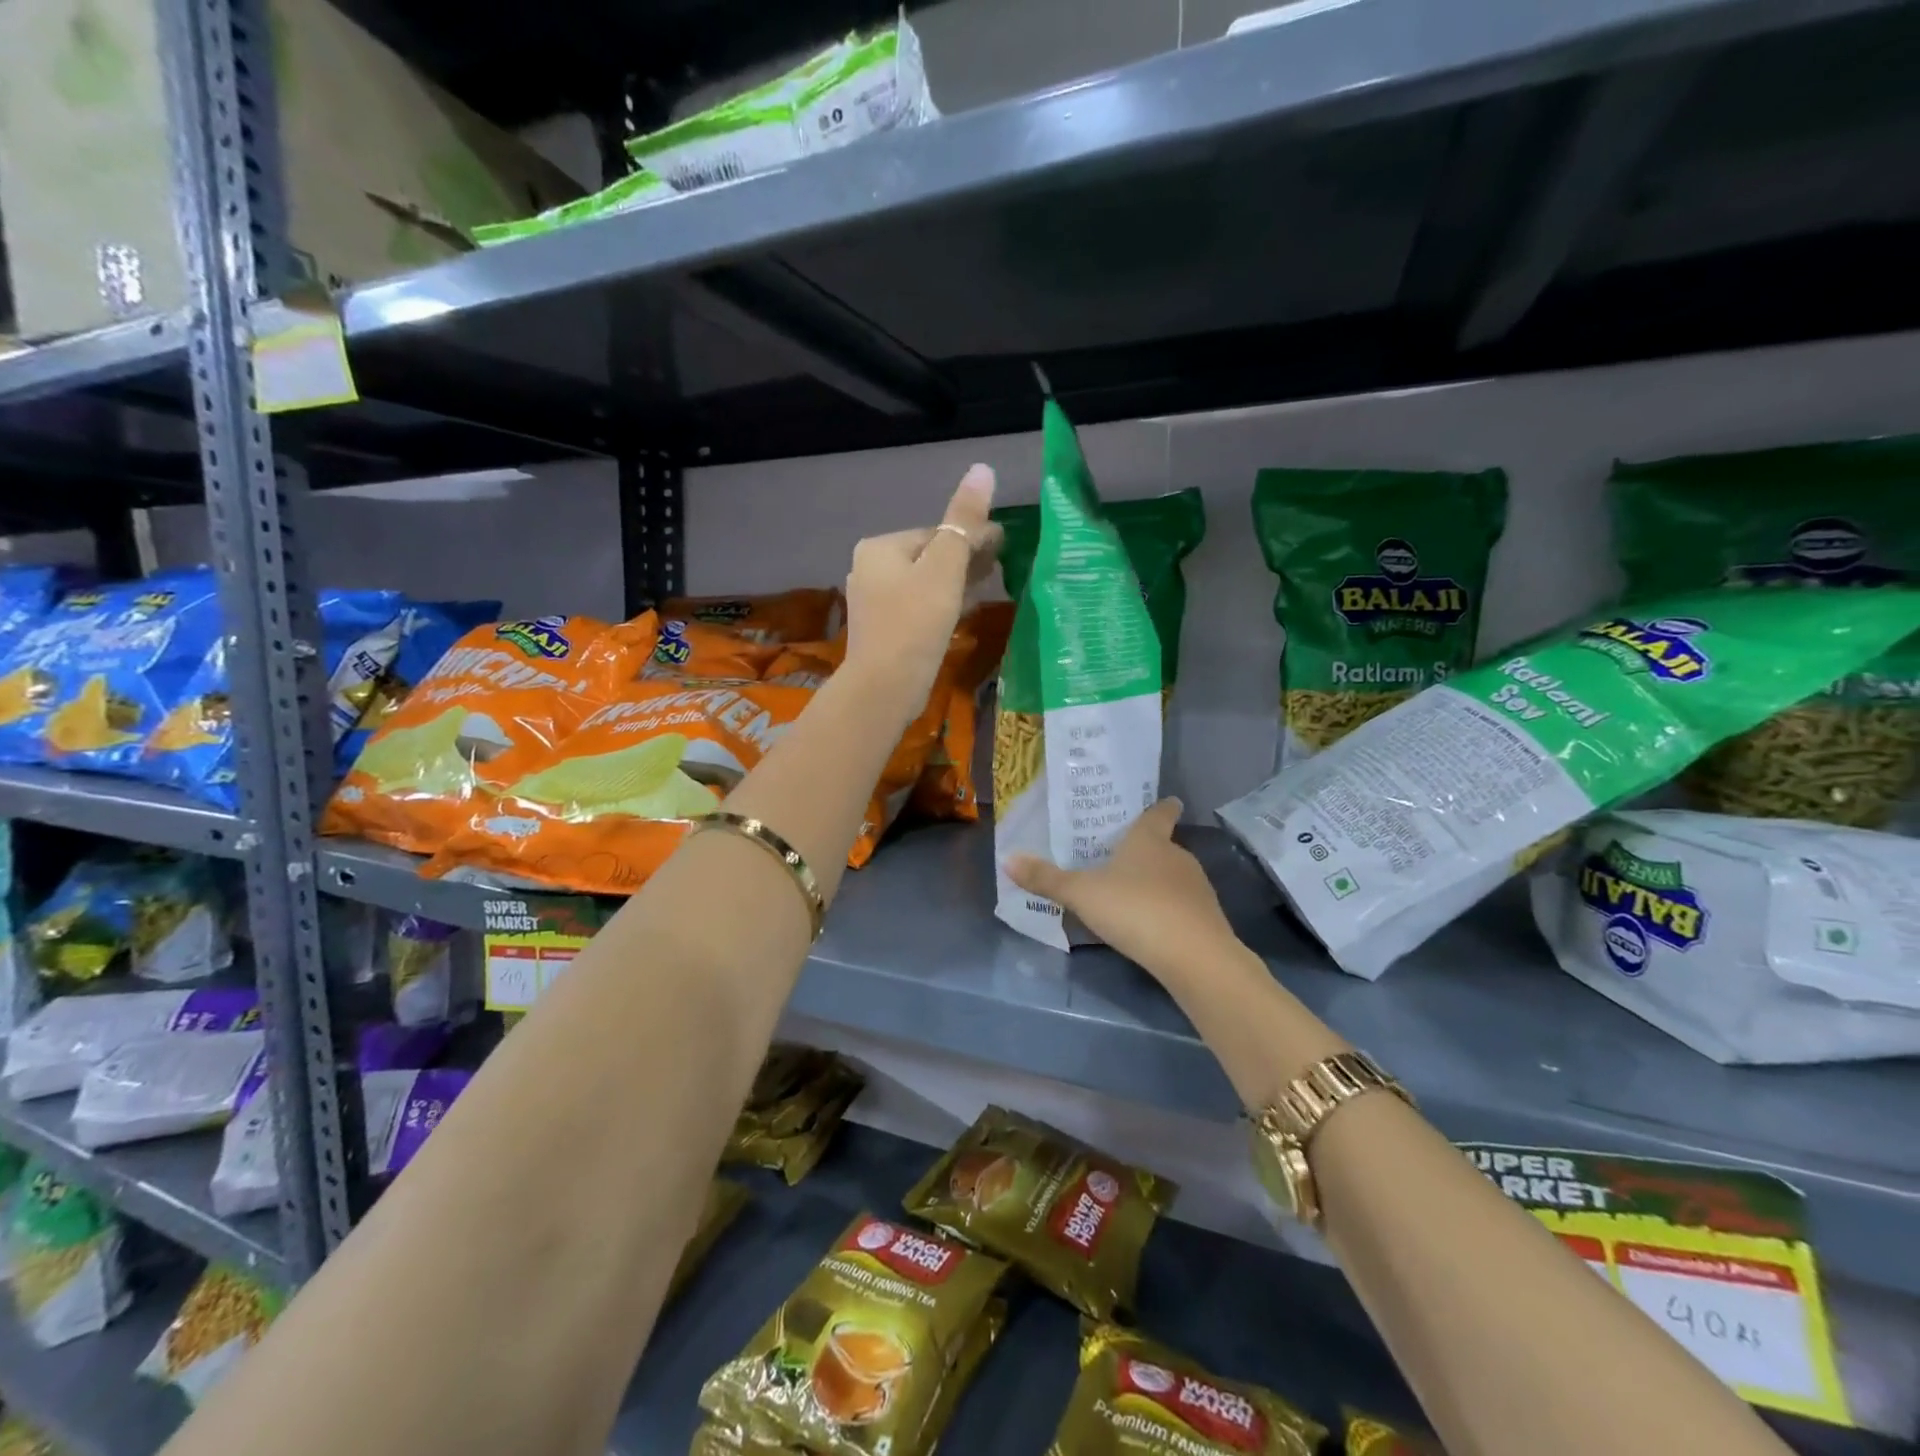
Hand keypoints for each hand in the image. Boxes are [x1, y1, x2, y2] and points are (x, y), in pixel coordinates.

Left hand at [843, 464, 1001, 709]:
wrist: (884, 687)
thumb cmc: (916, 622)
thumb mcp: (945, 568)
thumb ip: (964, 520)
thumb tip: (983, 469)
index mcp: (880, 547)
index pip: (936, 533)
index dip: (972, 537)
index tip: (1004, 545)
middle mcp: (869, 568)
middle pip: (929, 556)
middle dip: (965, 558)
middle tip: (1001, 565)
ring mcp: (873, 601)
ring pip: (925, 582)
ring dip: (956, 581)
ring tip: (989, 585)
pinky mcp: (883, 629)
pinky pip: (918, 606)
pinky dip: (941, 603)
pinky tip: (963, 610)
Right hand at [1006, 799, 1240, 985]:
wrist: (1193, 956)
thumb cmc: (1134, 909)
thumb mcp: (1081, 894)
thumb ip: (1046, 879)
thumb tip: (1007, 858)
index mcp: (1148, 840)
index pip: (1159, 814)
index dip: (1161, 807)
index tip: (1168, 800)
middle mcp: (1177, 856)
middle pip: (1164, 846)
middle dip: (1146, 851)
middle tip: (1122, 856)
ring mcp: (1196, 887)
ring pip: (1173, 877)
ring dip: (1156, 883)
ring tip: (1131, 895)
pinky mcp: (1206, 919)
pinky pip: (1181, 907)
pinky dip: (1168, 911)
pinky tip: (1150, 927)